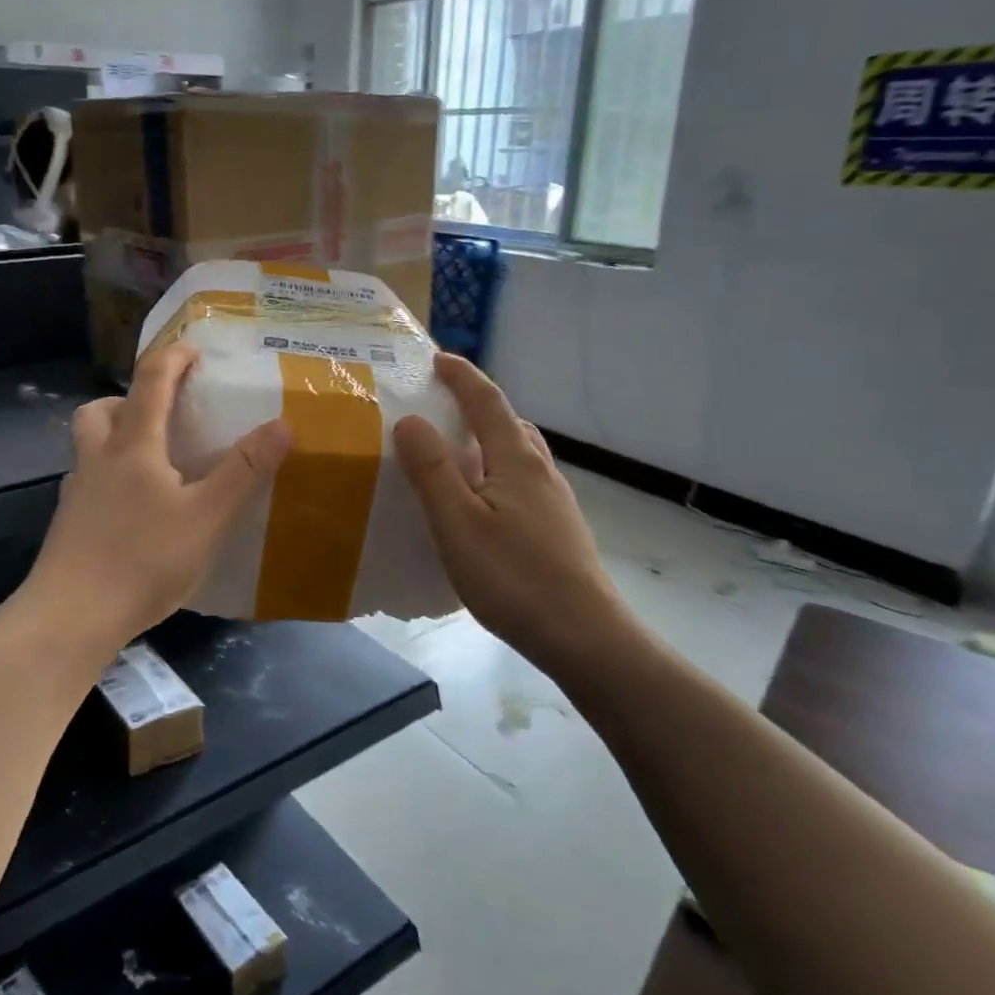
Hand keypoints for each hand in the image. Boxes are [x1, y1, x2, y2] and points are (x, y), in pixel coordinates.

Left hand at [22, 344, 289, 658]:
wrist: (71, 617)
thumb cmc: (143, 559)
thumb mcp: (207, 516)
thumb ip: (244, 471)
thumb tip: (281, 424)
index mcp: (133, 445)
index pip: (150, 381)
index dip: (173, 357)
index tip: (195, 350)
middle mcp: (98, 459)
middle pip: (102, 409)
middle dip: (131, 399)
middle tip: (163, 414)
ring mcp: (77, 494)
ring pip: (90, 446)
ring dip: (116, 437)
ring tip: (154, 463)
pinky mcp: (69, 525)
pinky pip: (89, 483)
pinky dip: (111, 479)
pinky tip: (136, 511)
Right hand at [394, 355, 620, 671]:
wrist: (584, 636)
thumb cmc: (513, 576)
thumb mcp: (457, 522)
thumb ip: (432, 469)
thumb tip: (411, 420)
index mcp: (516, 459)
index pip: (487, 402)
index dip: (462, 377)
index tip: (438, 358)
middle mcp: (540, 471)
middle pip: (508, 423)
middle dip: (476, 406)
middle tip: (441, 406)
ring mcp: (554, 502)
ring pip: (518, 455)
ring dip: (488, 441)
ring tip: (456, 454)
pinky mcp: (557, 530)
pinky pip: (521, 483)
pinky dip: (495, 473)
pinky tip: (481, 506)